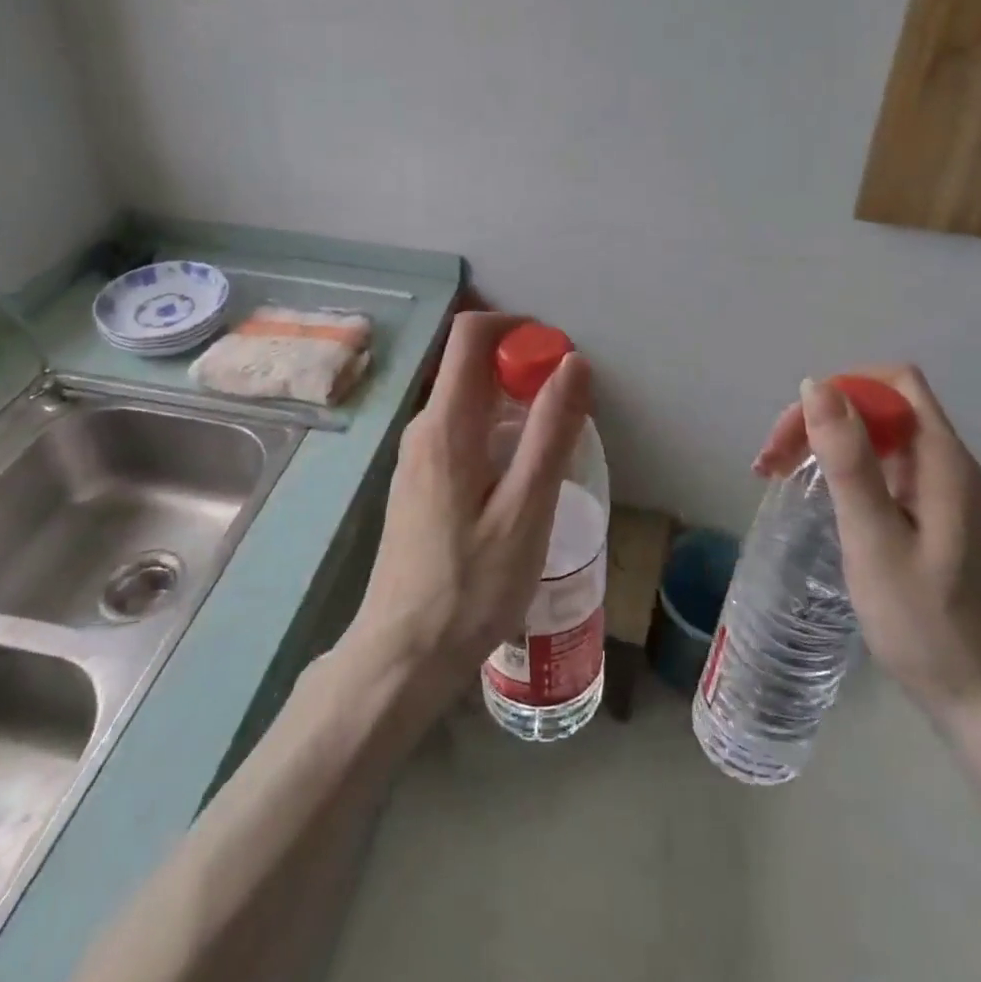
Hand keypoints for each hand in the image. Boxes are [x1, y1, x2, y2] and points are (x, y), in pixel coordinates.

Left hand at [347, 311, 591, 702]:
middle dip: (522, 366)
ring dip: (513, 402)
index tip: (558, 357)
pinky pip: (461, 431)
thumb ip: (551, 431)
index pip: (470, 335)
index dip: (516, 328)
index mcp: (446, 424)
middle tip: (569, 407)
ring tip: (554, 445)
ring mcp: (416, 456)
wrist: (406, 653)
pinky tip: (521, 478)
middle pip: (470, 365)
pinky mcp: (420, 481)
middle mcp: (423, 428)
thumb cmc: (472, 584)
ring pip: (467, 400)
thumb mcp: (527, 509)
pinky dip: (496, 430)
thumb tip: (574, 363)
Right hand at [753, 366, 980, 729]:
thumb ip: (848, 460)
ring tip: (781, 477)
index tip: (795, 433)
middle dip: (823, 418)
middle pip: (882, 406)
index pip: (893, 383)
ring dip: (829, 444)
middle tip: (772, 463)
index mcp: (943, 460)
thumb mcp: (875, 539)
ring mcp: (944, 493)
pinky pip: (885, 470)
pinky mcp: (935, 518)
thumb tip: (816, 386)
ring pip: (880, 438)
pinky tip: (821, 502)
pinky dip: (846, 472)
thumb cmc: (927, 623)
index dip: (840, 391)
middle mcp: (948, 465)